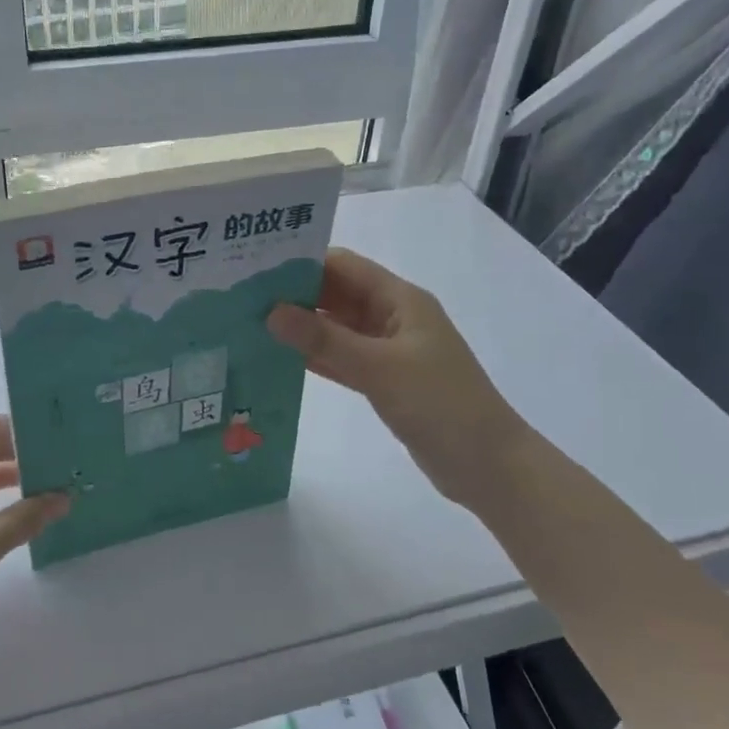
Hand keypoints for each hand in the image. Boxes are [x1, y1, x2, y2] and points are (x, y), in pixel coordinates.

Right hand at [267, 248, 523, 507]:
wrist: (487, 465)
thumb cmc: (440, 404)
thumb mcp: (379, 367)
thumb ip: (324, 340)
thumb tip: (271, 312)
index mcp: (400, 300)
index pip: (343, 266)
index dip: (301, 262)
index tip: (254, 269)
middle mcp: (392, 318)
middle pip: (336, 295)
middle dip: (294, 294)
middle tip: (241, 299)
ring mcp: (389, 351)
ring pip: (336, 329)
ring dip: (302, 328)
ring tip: (250, 326)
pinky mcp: (384, 381)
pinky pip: (342, 360)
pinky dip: (316, 358)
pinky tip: (279, 360)